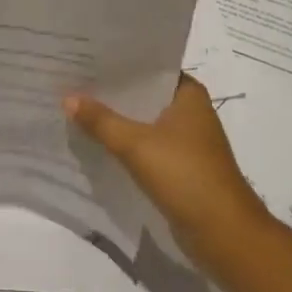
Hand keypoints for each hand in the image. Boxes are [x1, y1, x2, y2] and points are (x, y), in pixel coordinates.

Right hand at [65, 76, 273, 274]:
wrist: (224, 234)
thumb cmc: (186, 175)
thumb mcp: (137, 144)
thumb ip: (101, 121)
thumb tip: (68, 98)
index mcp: (188, 94)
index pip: (150, 66)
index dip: (119, 62)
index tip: (86, 57)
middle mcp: (190, 111)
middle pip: (144, 95)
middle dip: (113, 92)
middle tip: (72, 81)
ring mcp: (187, 141)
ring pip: (144, 122)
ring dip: (118, 120)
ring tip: (77, 108)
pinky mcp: (181, 168)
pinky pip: (147, 147)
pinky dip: (126, 145)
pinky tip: (97, 143)